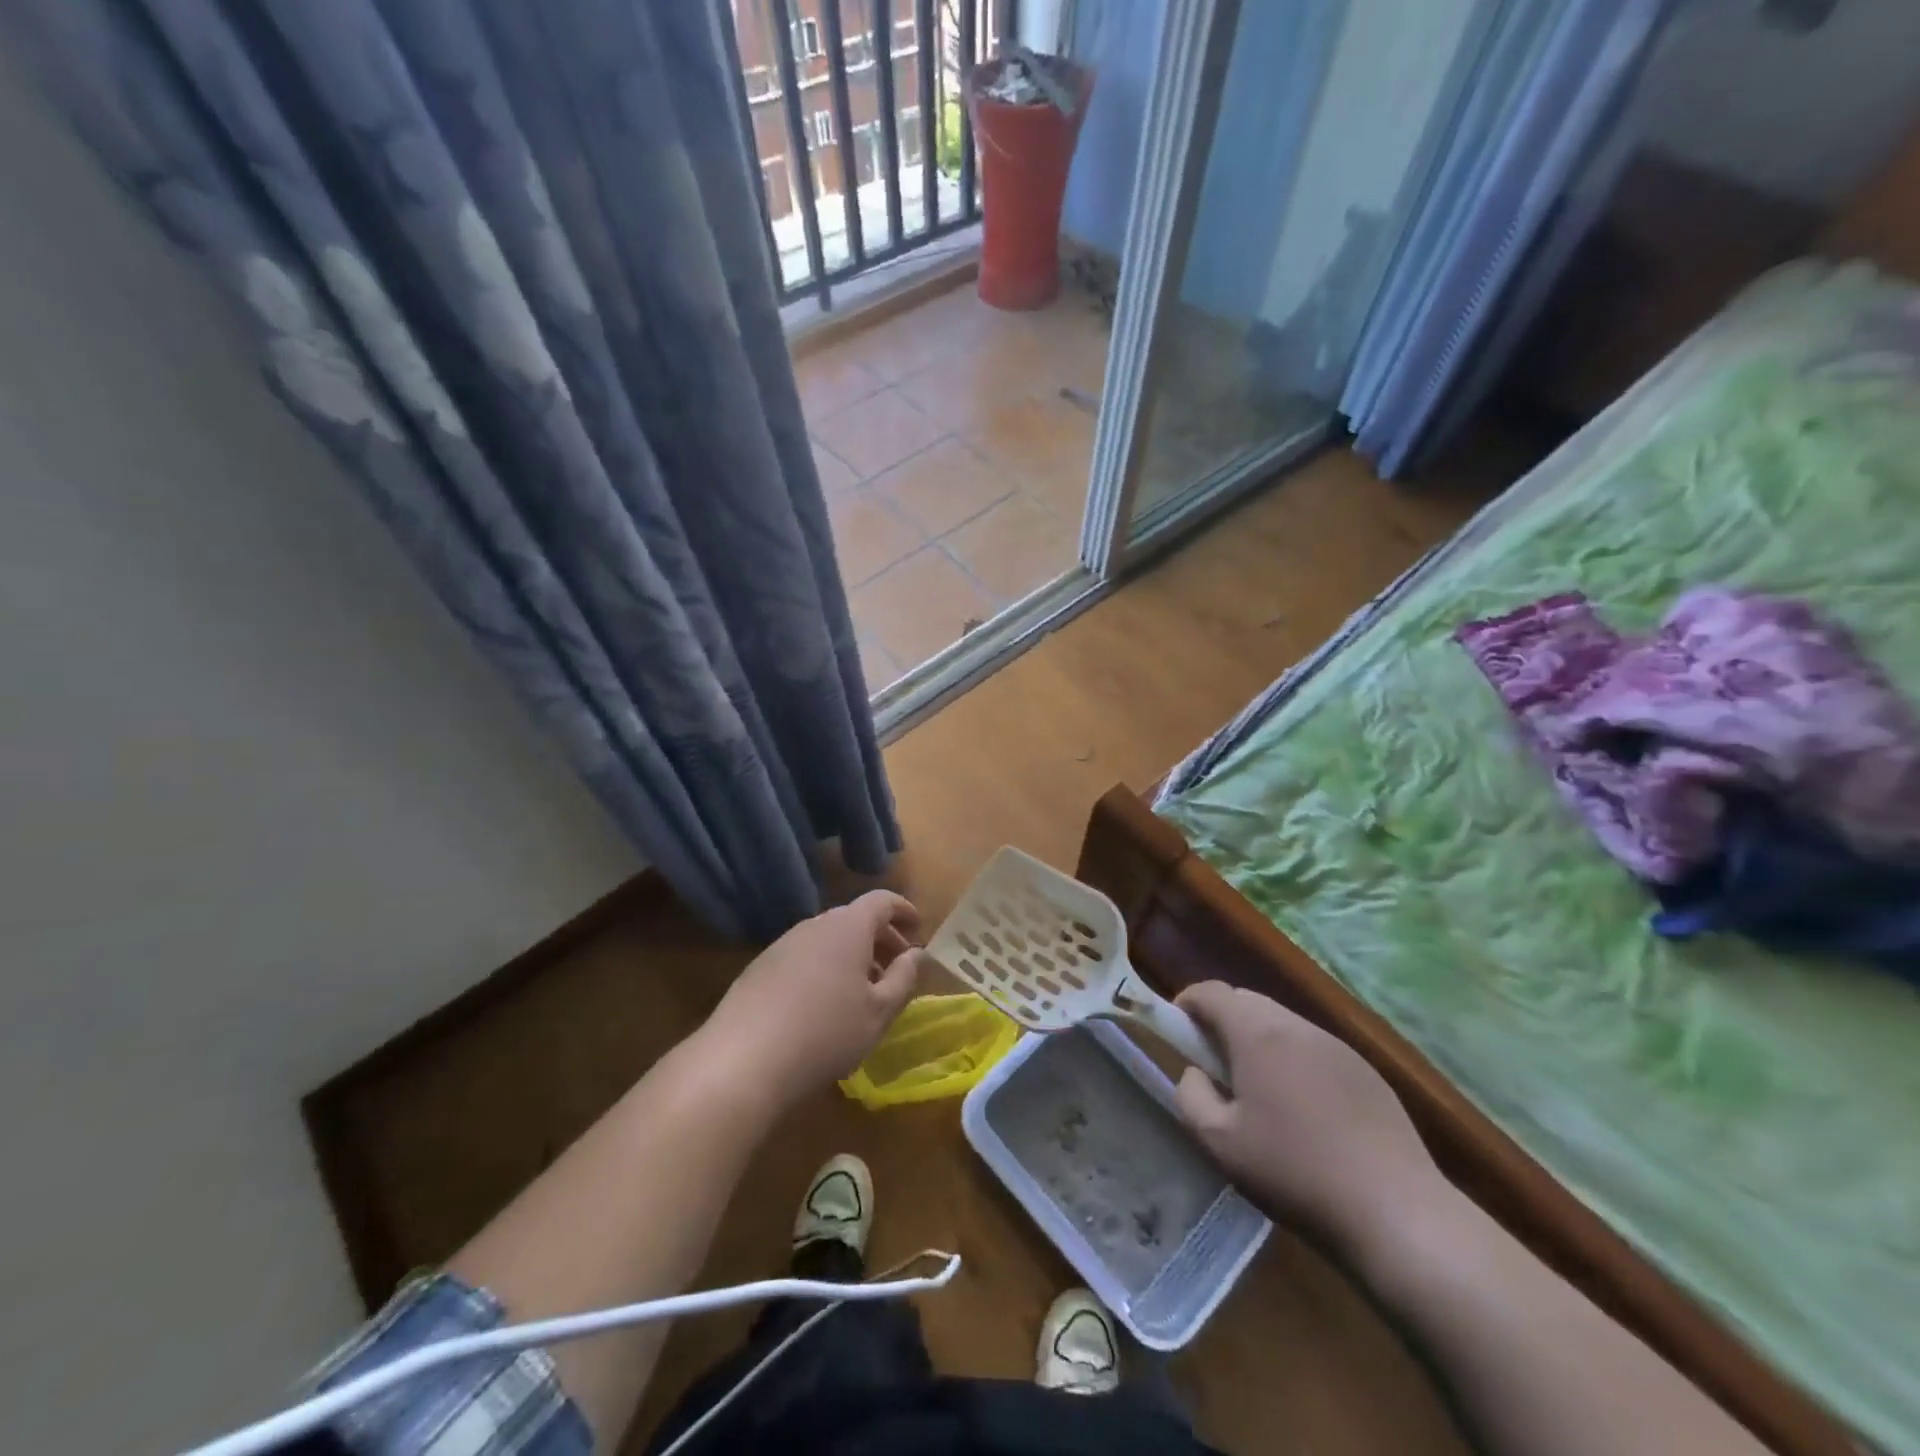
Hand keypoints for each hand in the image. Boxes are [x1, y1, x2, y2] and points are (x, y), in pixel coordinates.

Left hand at [702, 890, 925, 1106]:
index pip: (881, 900)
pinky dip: (824, 968)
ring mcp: (782, 945)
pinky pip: (803, 956)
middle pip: (853, 918)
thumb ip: (904, 978)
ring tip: (863, 991)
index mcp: (847, 927)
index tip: (918, 927)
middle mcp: (813, 925)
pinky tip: (824, 1005)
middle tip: (896, 966)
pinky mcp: (759, 968)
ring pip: (827, 939)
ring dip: (851, 955)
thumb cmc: (826, 1033)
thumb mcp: (879, 1012)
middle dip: (880, 937)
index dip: (903, 909)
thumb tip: (917, 955)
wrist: (742, 1061)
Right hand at [1174, 982, 1442, 1260]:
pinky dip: (1294, 1059)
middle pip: (1247, 1001)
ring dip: (1259, 1039)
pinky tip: (1304, 1109)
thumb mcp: (1221, 1143)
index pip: (1212, 992)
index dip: (1187, 1003)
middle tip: (1213, 1064)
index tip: (1177, 1029)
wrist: (1396, 1213)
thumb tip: (1195, 1073)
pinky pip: (1315, 1048)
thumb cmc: (1295, 1173)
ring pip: (1283, 1022)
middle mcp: (1297, 1026)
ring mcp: (1338, 1046)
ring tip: (1258, 1089)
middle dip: (1222, 1021)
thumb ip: (1191, 1096)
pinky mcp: (1367, 1072)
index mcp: (1258, 1034)